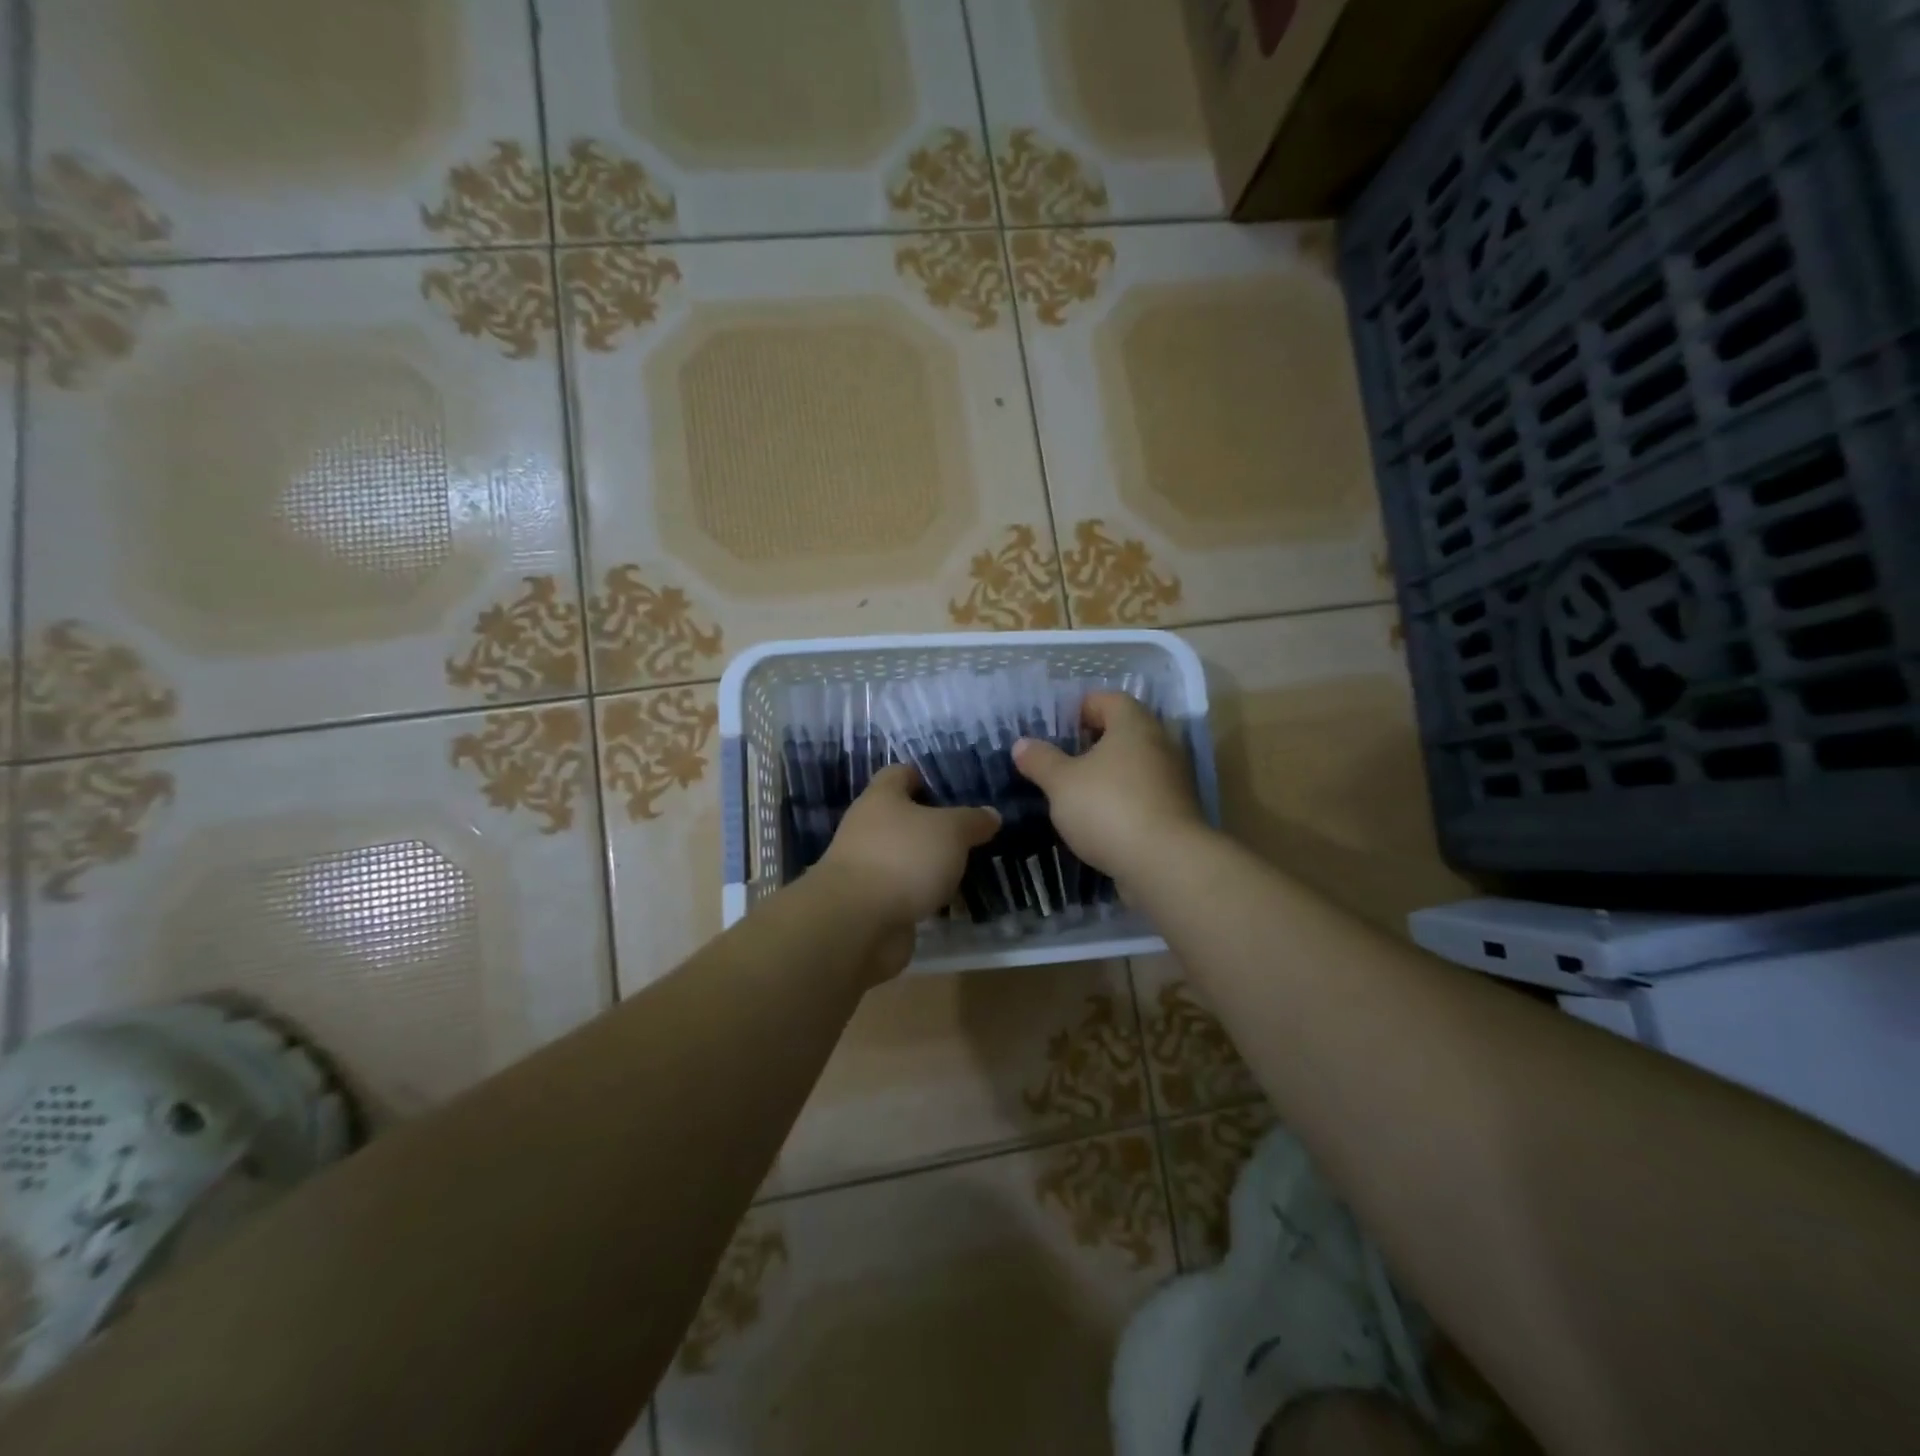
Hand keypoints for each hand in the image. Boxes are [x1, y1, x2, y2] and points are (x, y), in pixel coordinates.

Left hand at [816, 764, 999, 980]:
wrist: (857, 923)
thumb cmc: (903, 858)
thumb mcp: (951, 831)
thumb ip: (972, 821)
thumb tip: (991, 814)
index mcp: (880, 798)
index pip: (900, 774)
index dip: (926, 776)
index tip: (956, 788)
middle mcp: (867, 828)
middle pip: (903, 818)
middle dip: (934, 825)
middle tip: (972, 832)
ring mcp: (866, 867)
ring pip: (905, 857)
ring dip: (930, 863)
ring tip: (968, 867)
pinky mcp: (871, 903)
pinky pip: (904, 891)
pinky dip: (923, 894)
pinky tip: (951, 901)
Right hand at [1012, 692, 1206, 891]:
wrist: (1166, 864)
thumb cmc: (1109, 808)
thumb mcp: (1061, 783)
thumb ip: (1041, 761)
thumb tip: (1022, 744)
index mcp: (1133, 724)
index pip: (1108, 699)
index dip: (1081, 708)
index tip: (1058, 729)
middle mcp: (1160, 743)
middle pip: (1124, 731)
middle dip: (1093, 743)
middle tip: (1063, 760)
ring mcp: (1173, 778)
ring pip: (1135, 764)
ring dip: (1109, 774)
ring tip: (1077, 792)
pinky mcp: (1177, 811)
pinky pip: (1144, 793)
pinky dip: (1123, 799)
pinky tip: (1101, 820)